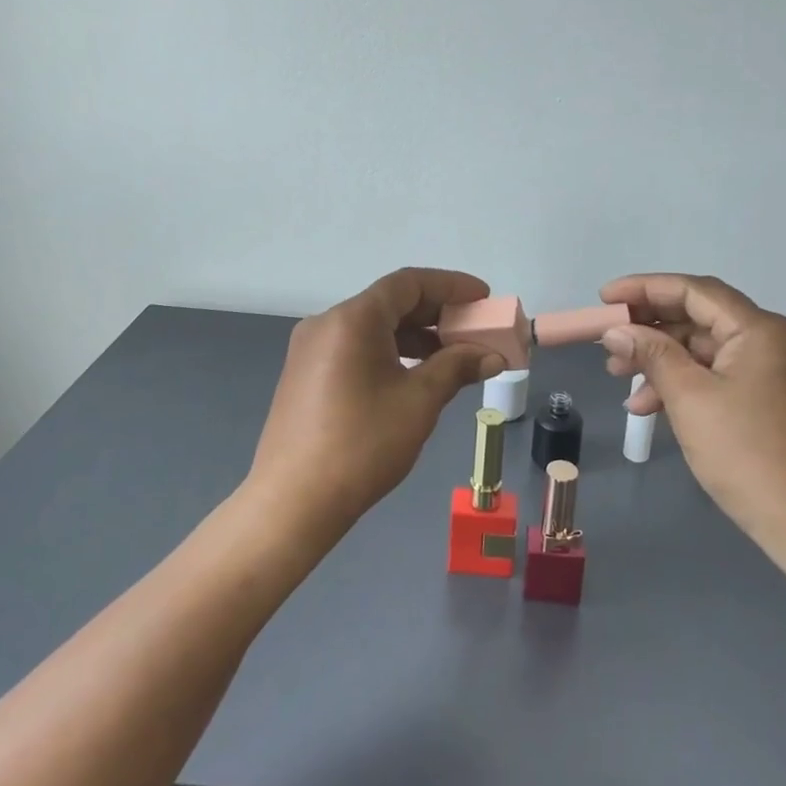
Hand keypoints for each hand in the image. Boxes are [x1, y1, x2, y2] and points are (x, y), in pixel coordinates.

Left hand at [247, 268, 506, 540]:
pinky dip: (389, 352)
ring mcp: (311, 348)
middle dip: (435, 313)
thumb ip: (457, 368)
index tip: (483, 297)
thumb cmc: (362, 444)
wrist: (293, 502)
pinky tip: (413, 376)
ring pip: (372, 327)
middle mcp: (327, 322)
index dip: (451, 285)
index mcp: (353, 318)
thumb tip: (493, 356)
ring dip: (414, 336)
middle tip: (473, 329)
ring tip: (451, 356)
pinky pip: (355, 347)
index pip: (408, 283)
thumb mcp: (419, 402)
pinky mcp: (305, 374)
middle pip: (389, 302)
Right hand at [599, 274, 785, 569]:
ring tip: (619, 377)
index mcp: (758, 329)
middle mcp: (768, 340)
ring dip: (659, 359)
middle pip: (697, 317)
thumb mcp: (690, 399)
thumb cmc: (748, 455)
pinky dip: (680, 384)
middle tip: (607, 342)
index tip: (603, 298)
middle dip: (649, 328)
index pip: (692, 290)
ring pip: (702, 349)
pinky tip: (648, 406)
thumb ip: (652, 355)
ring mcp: (769, 371)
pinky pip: (714, 376)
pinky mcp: (765, 399)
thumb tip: (616, 331)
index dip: (643, 288)